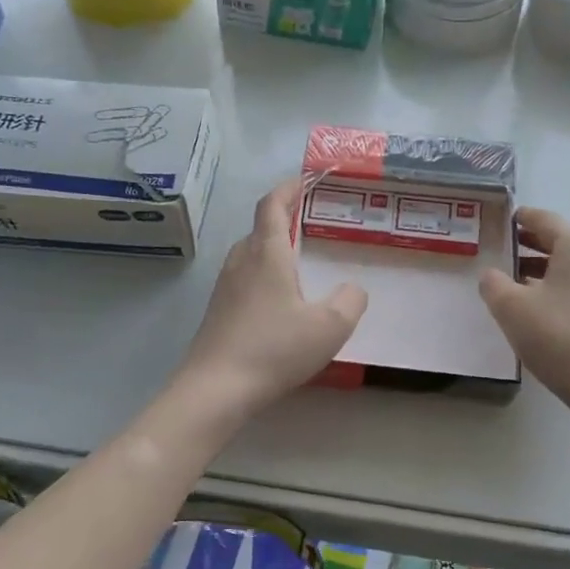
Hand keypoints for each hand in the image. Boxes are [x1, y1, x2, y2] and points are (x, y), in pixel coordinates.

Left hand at [176, 178, 367, 417]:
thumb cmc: (275, 349)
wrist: (216, 389)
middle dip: (283, 219)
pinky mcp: (218, 312)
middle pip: (259, 228)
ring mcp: (224, 288)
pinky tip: (279, 303)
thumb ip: (351, 300)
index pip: (272, 205)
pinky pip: (244, 280)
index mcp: (267, 254)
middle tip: (311, 224)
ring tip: (299, 263)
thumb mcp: (330, 327)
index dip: (288, 187)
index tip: (305, 179)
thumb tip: (353, 288)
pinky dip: (263, 276)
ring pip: (250, 255)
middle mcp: (241, 262)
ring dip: (272, 249)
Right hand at [479, 208, 569, 418]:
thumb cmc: (559, 338)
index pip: (546, 220)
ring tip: (518, 286)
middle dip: (532, 246)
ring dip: (545, 272)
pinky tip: (544, 314)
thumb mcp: (511, 309)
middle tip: (505, 252)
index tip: (506, 219)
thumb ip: (493, 284)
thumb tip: (492, 275)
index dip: (523, 217)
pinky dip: (560, 292)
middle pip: (562, 244)